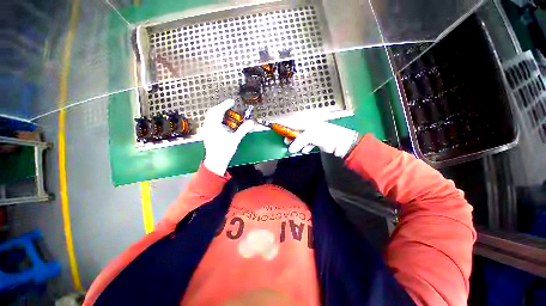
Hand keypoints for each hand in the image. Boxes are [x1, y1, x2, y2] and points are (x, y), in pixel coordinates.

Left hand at [202, 99, 254, 175]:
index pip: (218, 111)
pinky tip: (221, 123)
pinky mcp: (206, 134)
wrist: (216, 161)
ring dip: (217, 113)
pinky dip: (216, 119)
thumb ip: (243, 130)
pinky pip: (209, 122)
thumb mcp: (235, 139)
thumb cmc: (225, 150)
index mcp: (214, 126)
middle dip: (220, 108)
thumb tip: (251, 122)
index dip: (225, 105)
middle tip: (228, 106)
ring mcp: (206, 130)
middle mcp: (208, 126)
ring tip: (226, 113)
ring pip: (210, 117)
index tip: (232, 102)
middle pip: (212, 112)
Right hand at [287, 122, 358, 157]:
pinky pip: (307, 143)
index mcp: (308, 122)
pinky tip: (305, 151)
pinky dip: (305, 147)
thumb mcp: (311, 136)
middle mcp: (310, 127)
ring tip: (294, 149)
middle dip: (291, 137)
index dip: (286, 127)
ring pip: (301, 138)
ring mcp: (313, 134)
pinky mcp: (317, 141)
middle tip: (286, 143)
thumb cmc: (325, 135)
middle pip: (296, 131)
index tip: (279, 132)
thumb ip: (299, 141)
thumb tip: (290, 149)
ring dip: (297, 144)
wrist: (341, 143)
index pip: (294, 123)